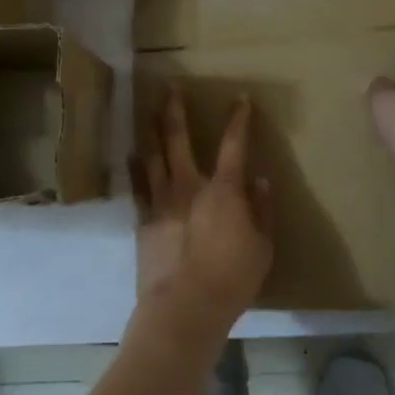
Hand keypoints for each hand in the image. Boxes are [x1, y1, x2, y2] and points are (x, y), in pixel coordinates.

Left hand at [134, 88, 273, 347]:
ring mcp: (162, 201)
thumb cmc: (232, 279)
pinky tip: (132, 156)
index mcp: (224, 190)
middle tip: (170, 87)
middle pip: (179, 139)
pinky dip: (136, 168)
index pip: (235, 145)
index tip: (240, 98)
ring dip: (150, 131)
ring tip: (145, 111)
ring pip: (153, 156)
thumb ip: (262, 211)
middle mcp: (189, 185)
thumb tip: (261, 181)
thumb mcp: (262, 247)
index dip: (239, 120)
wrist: (184, 307)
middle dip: (175, 110)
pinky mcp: (144, 221)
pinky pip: (139, 186)